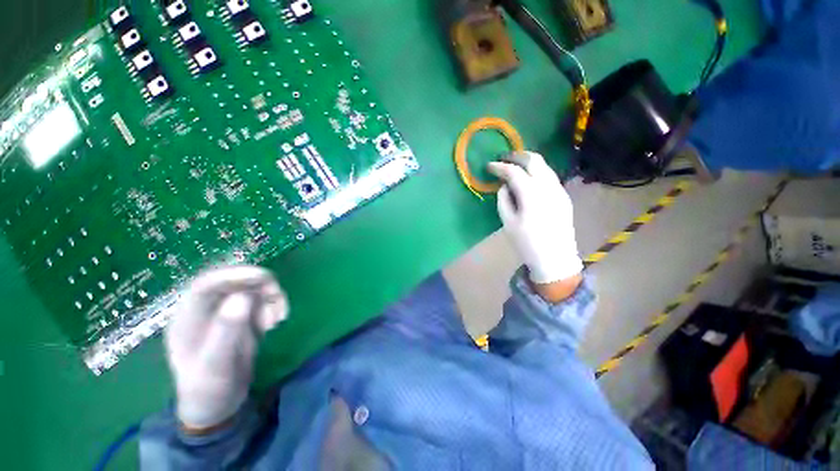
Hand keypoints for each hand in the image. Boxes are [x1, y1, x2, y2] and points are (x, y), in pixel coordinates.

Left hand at [165, 265, 288, 430]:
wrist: (217, 405)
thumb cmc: (209, 389)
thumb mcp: (215, 365)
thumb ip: (225, 331)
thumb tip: (243, 297)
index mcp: (188, 318)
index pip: (206, 284)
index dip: (233, 274)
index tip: (262, 277)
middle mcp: (207, 310)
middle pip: (233, 281)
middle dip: (259, 284)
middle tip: (276, 295)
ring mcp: (226, 313)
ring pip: (252, 289)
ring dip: (270, 296)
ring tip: (278, 318)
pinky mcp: (242, 318)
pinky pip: (262, 301)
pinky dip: (274, 305)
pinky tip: (277, 321)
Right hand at [488, 151, 582, 285]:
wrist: (555, 258)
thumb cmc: (527, 243)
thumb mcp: (508, 223)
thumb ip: (503, 200)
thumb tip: (503, 186)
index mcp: (531, 194)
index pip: (513, 171)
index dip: (499, 166)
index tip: (489, 166)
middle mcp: (548, 186)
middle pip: (534, 160)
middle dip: (517, 156)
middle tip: (503, 159)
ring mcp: (559, 190)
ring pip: (544, 166)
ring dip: (528, 162)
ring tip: (515, 166)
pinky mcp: (564, 196)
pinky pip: (550, 176)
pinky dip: (537, 172)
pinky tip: (529, 180)